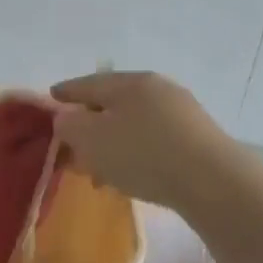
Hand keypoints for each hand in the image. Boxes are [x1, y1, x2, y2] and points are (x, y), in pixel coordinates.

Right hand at [50, 70, 242, 212]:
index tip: (50, 98)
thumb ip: (69, 125)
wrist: (212, 181)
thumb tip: (67, 118)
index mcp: (129, 82)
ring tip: (100, 170)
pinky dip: (135, 153)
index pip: (86, 83)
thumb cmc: (143, 154)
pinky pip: (154, 139)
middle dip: (90, 123)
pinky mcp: (196, 137)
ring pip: (134, 123)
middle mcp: (156, 88)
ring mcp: (181, 111)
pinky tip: (132, 175)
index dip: (64, 92)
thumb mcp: (91, 139)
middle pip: (112, 103)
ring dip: (113, 143)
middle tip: (73, 145)